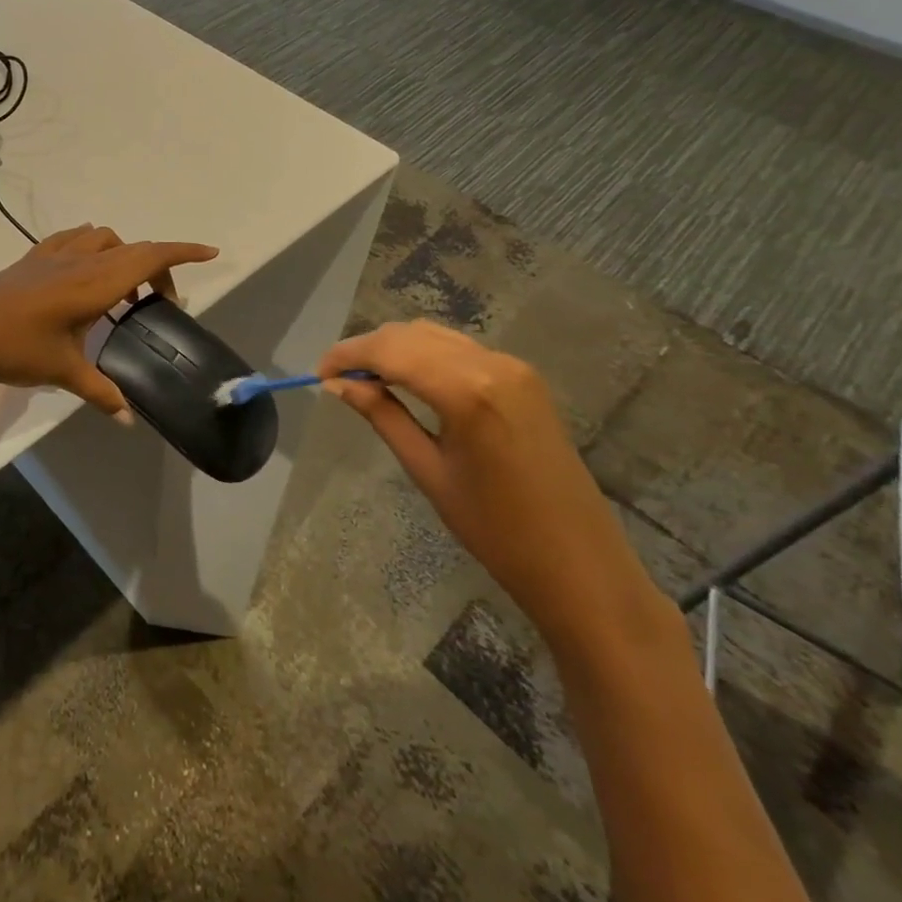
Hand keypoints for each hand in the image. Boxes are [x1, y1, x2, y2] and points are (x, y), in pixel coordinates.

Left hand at [0, 225, 218, 417]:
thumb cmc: (15, 350)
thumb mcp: (63, 371)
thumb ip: (101, 392)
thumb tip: (128, 418)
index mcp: (94, 284)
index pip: (148, 257)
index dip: (182, 252)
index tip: (210, 253)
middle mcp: (79, 260)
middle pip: (131, 248)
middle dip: (157, 267)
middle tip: (160, 302)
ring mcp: (52, 255)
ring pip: (102, 237)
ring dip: (122, 253)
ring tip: (122, 289)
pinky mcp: (31, 258)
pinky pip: (72, 238)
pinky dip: (91, 245)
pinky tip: (84, 269)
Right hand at [320, 321, 668, 662]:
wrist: (582, 566)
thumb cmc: (496, 530)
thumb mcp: (428, 470)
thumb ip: (382, 415)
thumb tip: (338, 384)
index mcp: (467, 389)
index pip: (390, 350)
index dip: (348, 355)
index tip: (319, 374)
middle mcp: (492, 364)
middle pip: (411, 335)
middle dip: (368, 349)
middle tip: (338, 379)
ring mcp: (513, 367)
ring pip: (435, 337)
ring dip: (396, 349)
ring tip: (367, 379)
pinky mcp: (524, 378)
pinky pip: (460, 350)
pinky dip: (425, 355)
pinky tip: (409, 380)